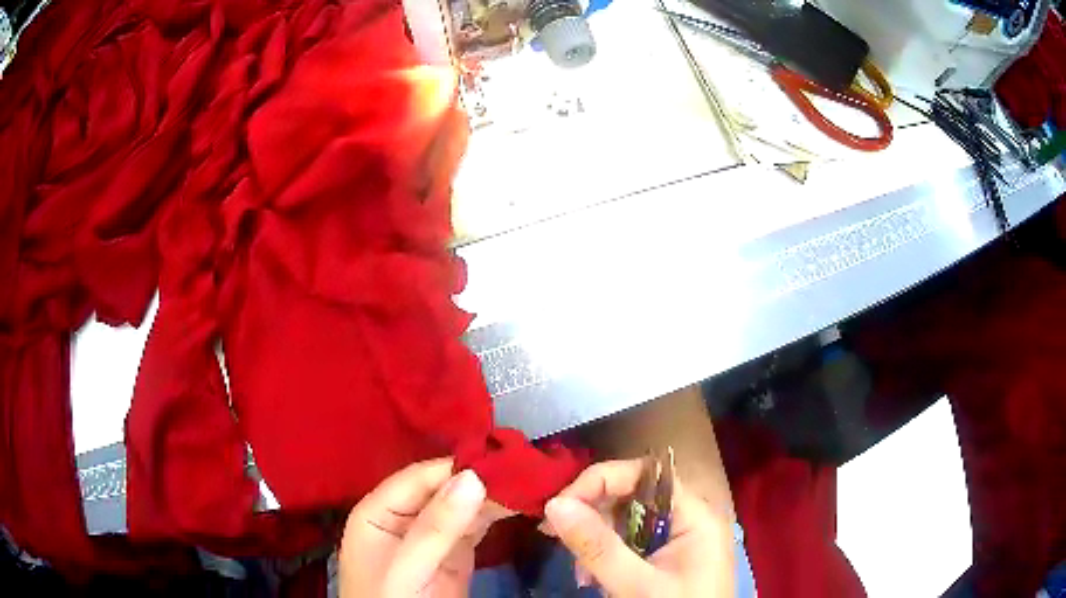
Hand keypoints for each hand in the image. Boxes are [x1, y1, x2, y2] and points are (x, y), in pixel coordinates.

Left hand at [339, 459, 509, 596]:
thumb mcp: (407, 567)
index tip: (499, 458)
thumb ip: (435, 527)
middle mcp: (406, 516)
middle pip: (444, 489)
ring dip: (495, 496)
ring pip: (465, 506)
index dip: (456, 467)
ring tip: (531, 482)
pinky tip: (521, 503)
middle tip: (526, 468)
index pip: (419, 478)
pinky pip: (477, 526)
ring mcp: (433, 535)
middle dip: (482, 479)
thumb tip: (473, 477)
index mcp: (379, 511)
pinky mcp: (456, 553)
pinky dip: (499, 515)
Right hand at [542, 459, 735, 596]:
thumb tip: (554, 504)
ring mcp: (677, 540)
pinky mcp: (666, 559)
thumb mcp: (637, 585)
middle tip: (560, 541)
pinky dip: (606, 558)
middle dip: (594, 517)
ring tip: (582, 575)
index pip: (646, 475)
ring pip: (626, 522)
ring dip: (596, 543)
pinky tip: (593, 580)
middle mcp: (688, 519)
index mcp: (694, 515)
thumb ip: (598, 546)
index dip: (602, 480)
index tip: (562, 505)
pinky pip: (630, 545)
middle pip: (633, 497)